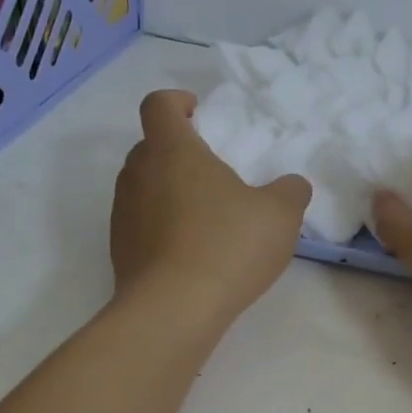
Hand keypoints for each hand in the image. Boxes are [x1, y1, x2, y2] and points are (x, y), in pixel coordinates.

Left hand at [111, 90, 310, 328]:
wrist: (173, 311)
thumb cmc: (227, 245)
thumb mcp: (280, 214)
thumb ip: (290, 191)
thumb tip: (291, 185)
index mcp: (172, 150)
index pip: (158, 105)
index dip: (177, 101)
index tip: (198, 112)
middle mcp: (138, 175)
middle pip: (150, 147)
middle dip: (178, 151)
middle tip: (213, 170)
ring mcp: (122, 214)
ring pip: (143, 187)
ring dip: (170, 191)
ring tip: (206, 216)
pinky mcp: (120, 251)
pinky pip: (141, 224)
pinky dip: (163, 227)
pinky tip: (193, 253)